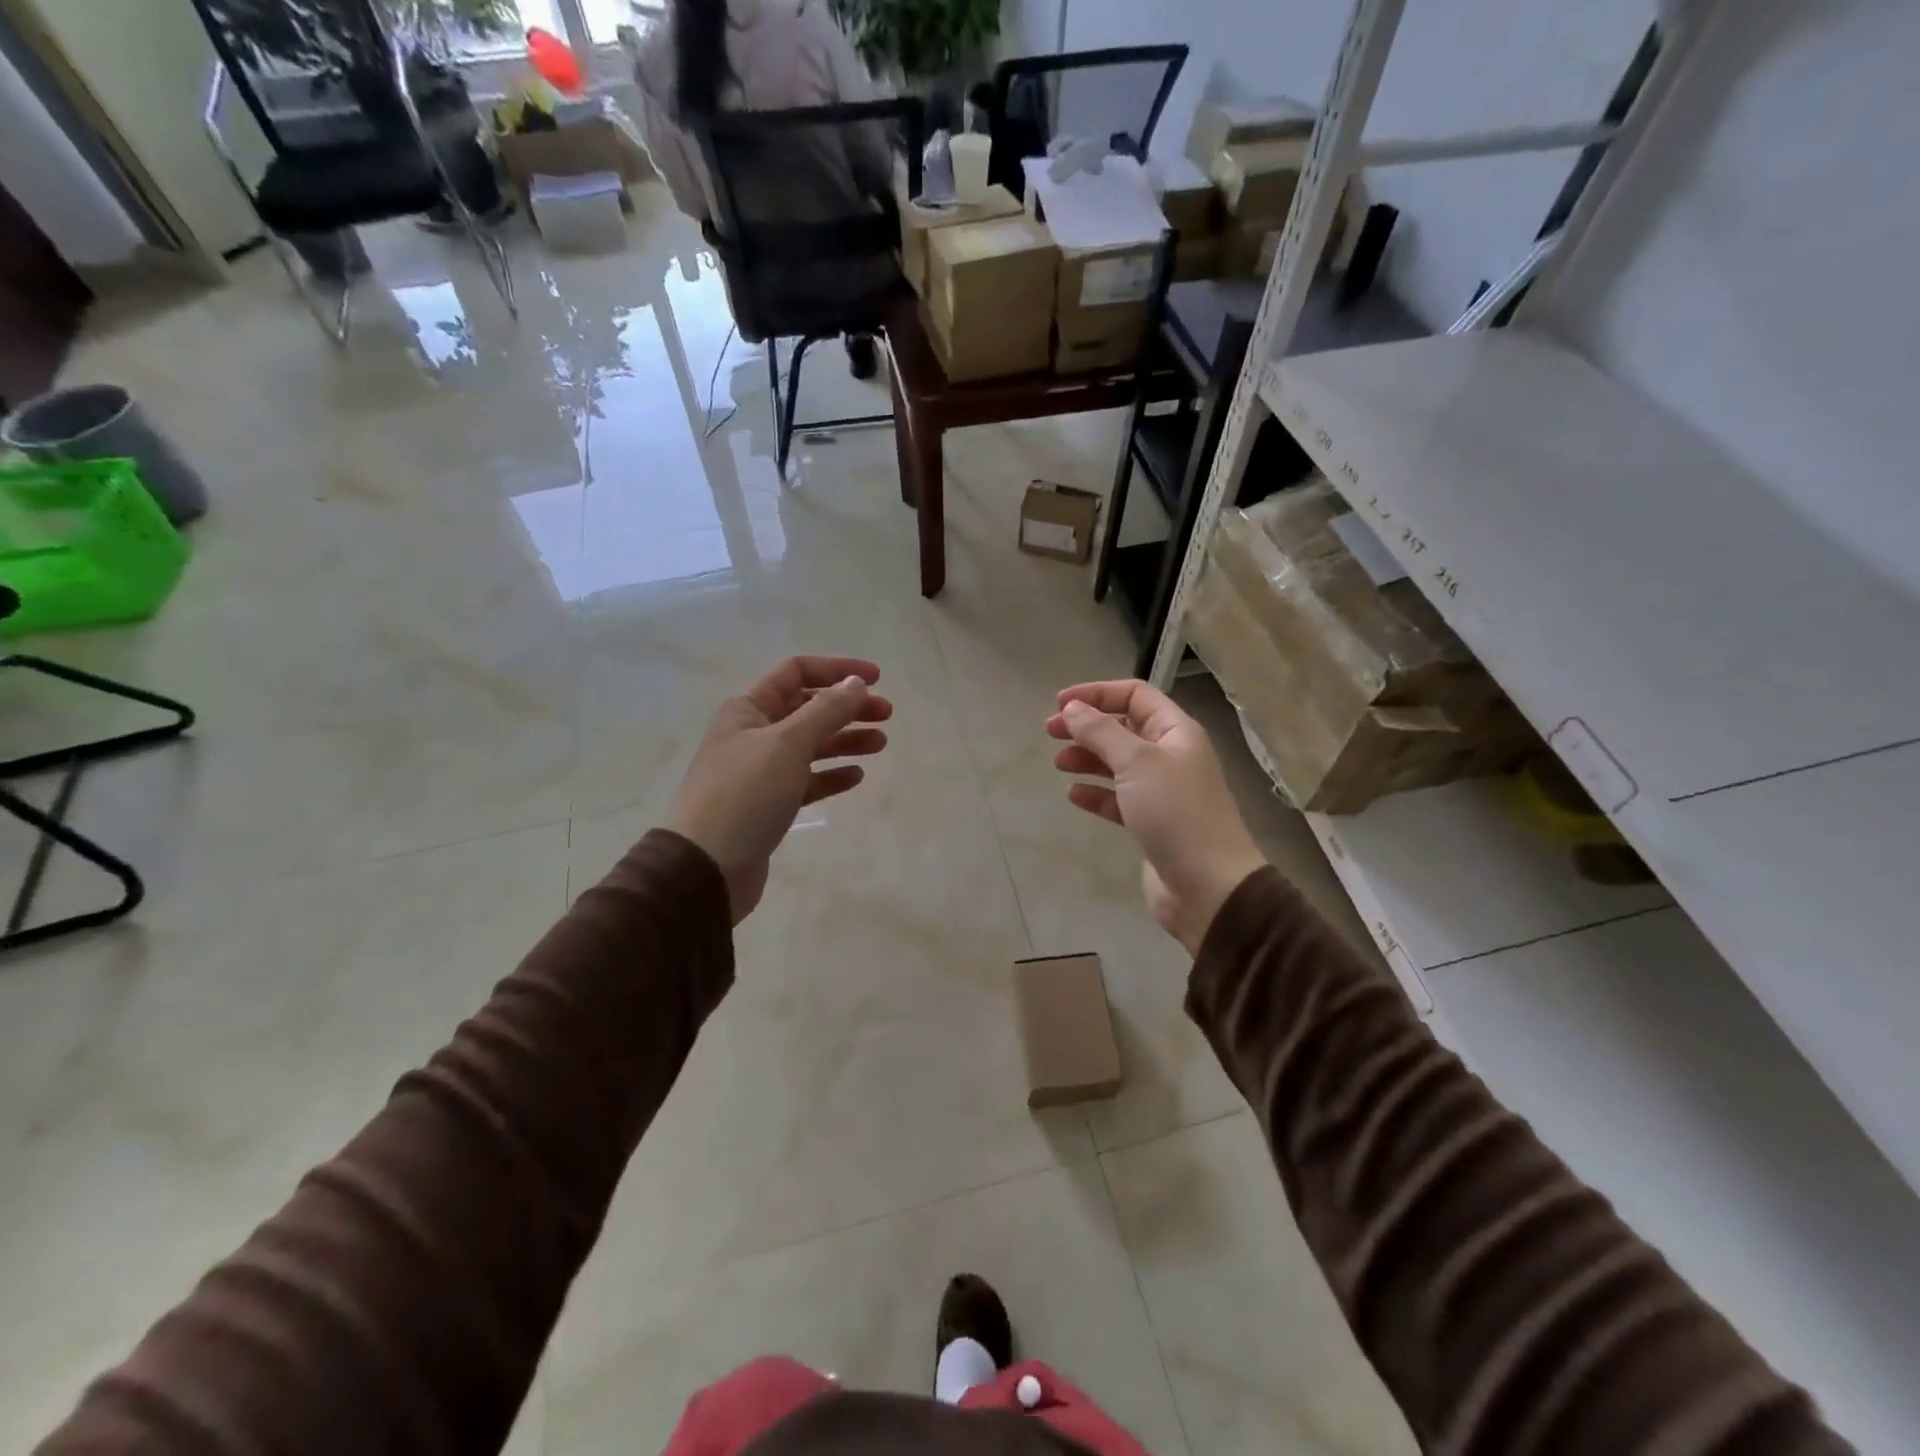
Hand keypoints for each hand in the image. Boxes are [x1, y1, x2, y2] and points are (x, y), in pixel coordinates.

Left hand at [667, 656, 892, 922]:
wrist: (707, 868)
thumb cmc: (745, 795)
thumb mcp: (788, 744)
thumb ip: (826, 711)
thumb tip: (856, 683)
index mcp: (748, 708)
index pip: (796, 671)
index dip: (837, 669)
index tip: (877, 678)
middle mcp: (753, 733)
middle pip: (807, 708)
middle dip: (847, 707)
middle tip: (886, 715)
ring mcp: (760, 771)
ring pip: (811, 745)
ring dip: (845, 739)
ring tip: (881, 744)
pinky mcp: (768, 804)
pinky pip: (806, 780)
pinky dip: (831, 775)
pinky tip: (856, 776)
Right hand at [1046, 680, 1266, 954]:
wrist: (1209, 886)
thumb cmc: (1176, 814)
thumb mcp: (1137, 763)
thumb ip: (1101, 733)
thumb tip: (1072, 709)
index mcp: (1176, 732)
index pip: (1135, 695)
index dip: (1097, 693)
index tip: (1059, 704)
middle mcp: (1171, 756)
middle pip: (1124, 728)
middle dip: (1087, 726)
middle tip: (1050, 732)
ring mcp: (1162, 791)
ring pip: (1118, 763)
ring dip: (1088, 758)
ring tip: (1059, 763)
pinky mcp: (1151, 823)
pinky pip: (1118, 799)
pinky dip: (1096, 793)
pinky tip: (1074, 796)